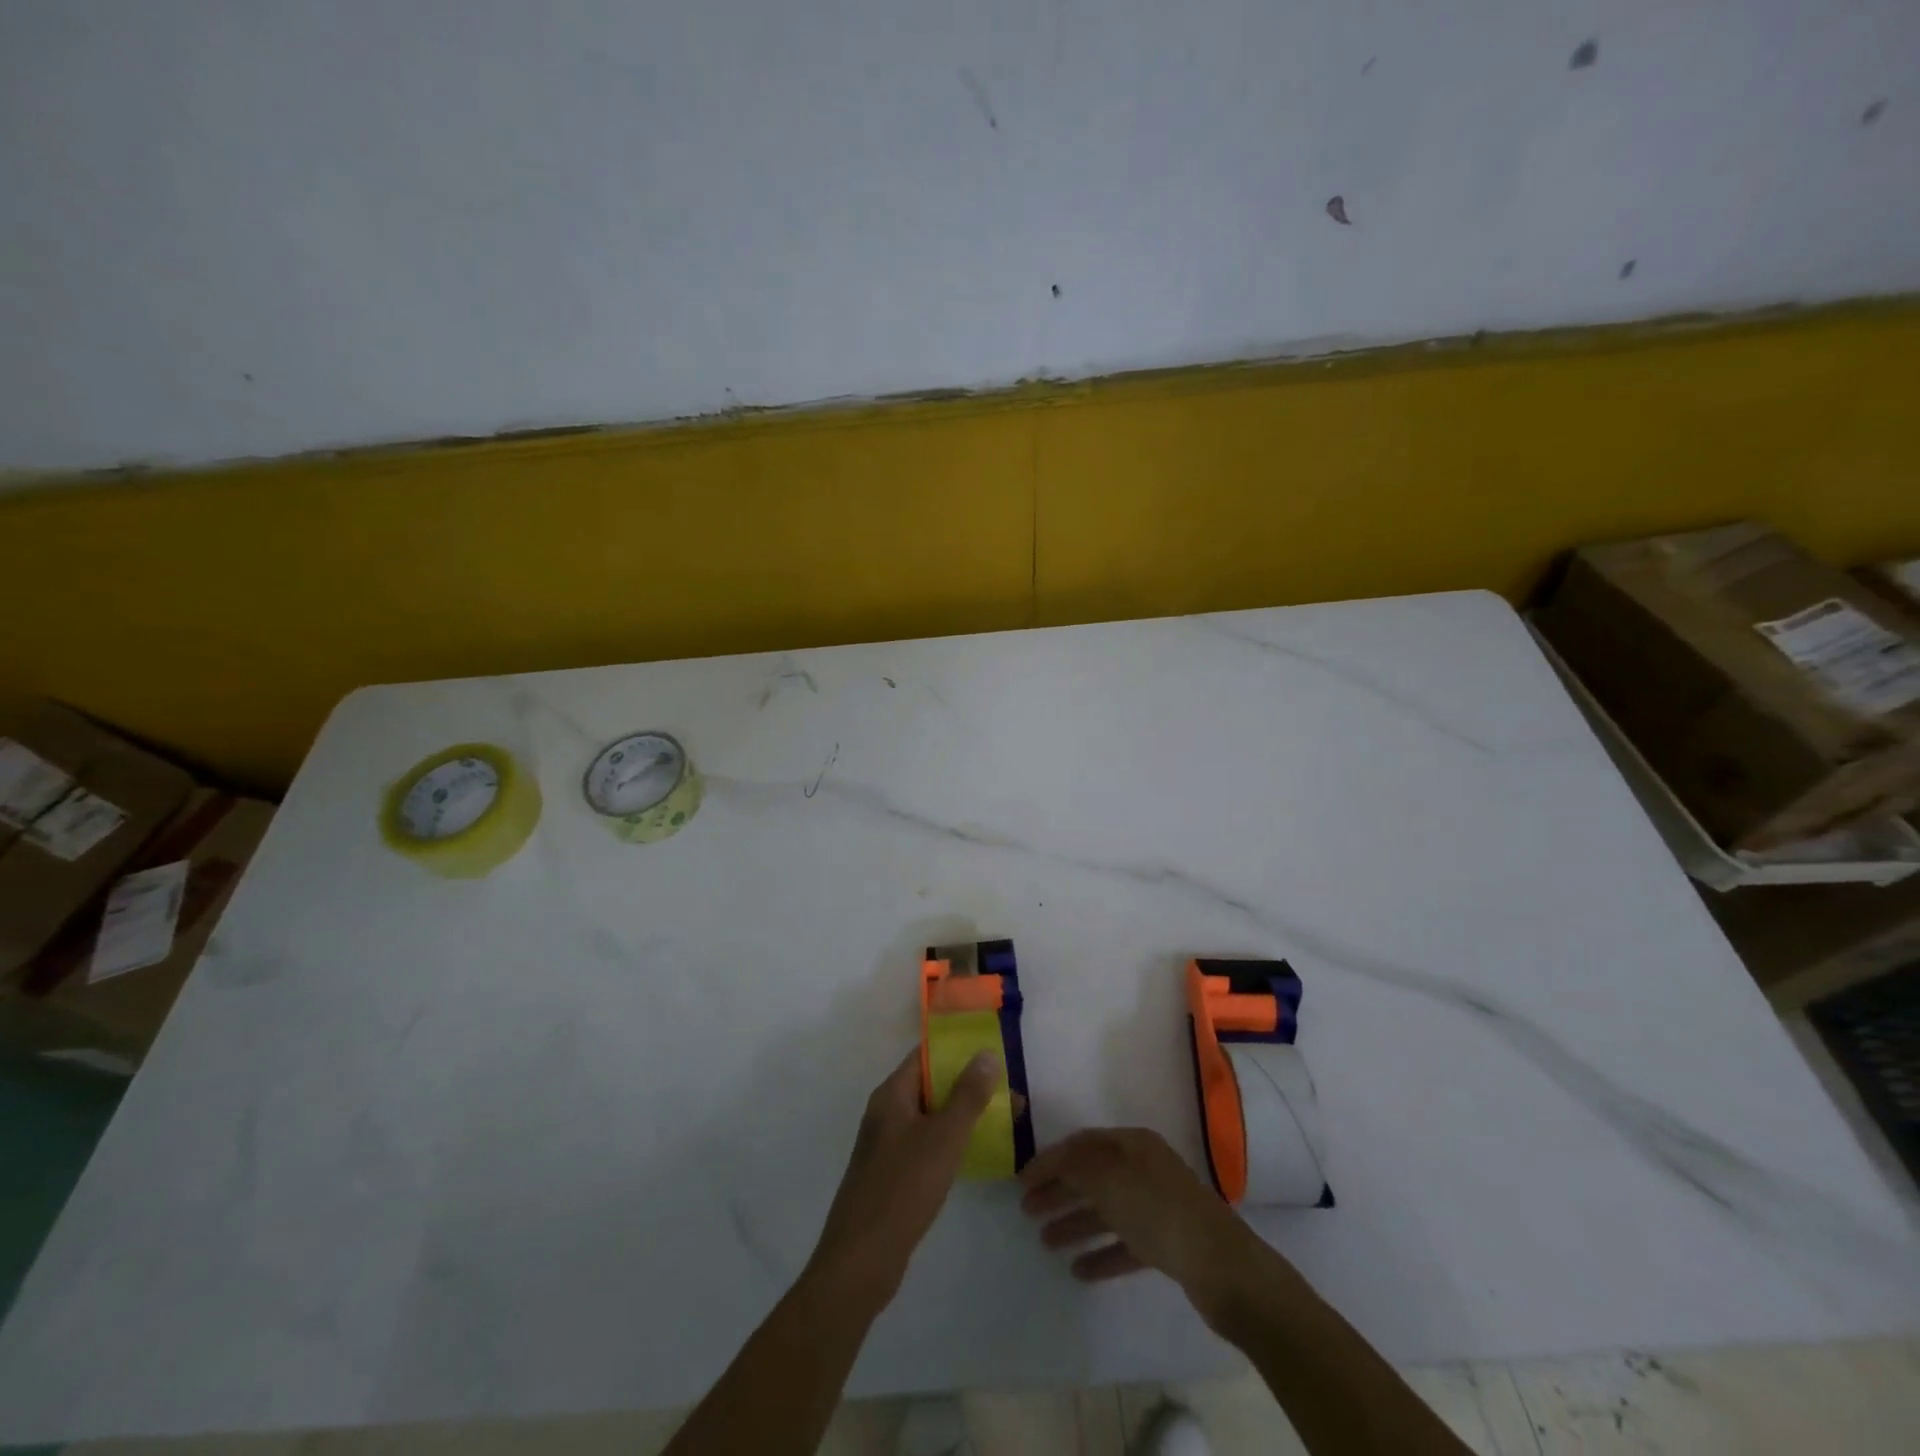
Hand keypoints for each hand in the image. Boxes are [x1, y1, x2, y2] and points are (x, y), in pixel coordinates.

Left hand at [805, 1048, 1001, 1315]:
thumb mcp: (943, 1137)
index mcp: (892, 1095)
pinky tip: (975, 1154)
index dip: (958, 1050)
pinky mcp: (892, 1175)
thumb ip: (967, 1095)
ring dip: (962, 1115)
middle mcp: (886, 1113)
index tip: (993, 1053)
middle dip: (968, 1086)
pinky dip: (950, 1142)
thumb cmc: (903, 1188)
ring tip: (1002, 1121)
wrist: (861, 1261)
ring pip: (930, 1117)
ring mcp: (887, 1146)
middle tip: (1009, 1093)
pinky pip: (926, 1144)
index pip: (925, 1056)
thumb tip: (986, 1053)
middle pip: (930, 1086)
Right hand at [1019, 1127, 1271, 1315]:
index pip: (1081, 1144)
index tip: (1021, 1181)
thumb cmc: (1159, 1211)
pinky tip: (1079, 1270)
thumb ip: (1074, 1165)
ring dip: (1074, 1223)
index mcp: (1132, 1144)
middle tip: (1026, 1212)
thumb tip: (1052, 1160)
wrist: (1222, 1267)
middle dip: (1058, 1192)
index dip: (1049, 1160)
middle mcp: (1144, 1169)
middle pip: (1092, 1176)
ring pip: (1106, 1211)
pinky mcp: (1167, 1245)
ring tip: (1045, 1243)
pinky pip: (1124, 1244)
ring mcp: (1157, 1207)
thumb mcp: (1108, 1178)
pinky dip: (1101, 1253)